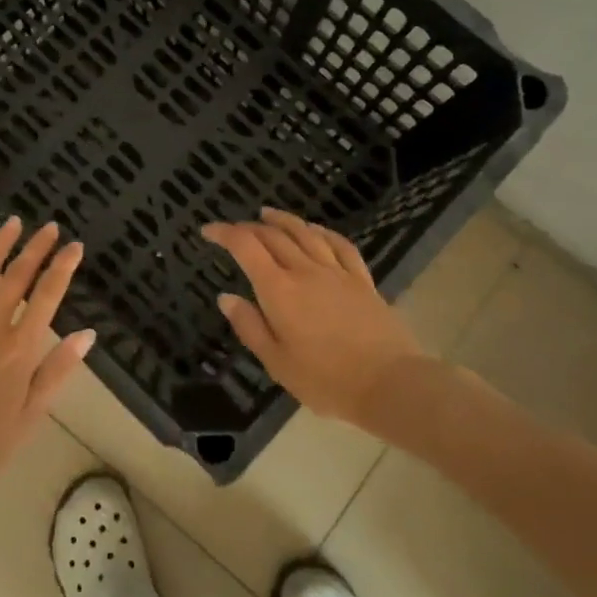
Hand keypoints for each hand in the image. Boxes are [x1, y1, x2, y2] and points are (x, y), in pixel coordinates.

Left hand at [0, 218, 93, 502]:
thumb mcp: (29, 418)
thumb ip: (56, 372)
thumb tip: (87, 335)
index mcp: (19, 350)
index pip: (47, 297)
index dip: (62, 268)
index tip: (74, 245)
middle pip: (16, 278)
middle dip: (35, 249)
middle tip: (48, 226)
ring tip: (12, 223)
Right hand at [202, 208, 433, 431]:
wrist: (388, 383)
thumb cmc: (325, 379)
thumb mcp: (276, 362)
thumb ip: (249, 326)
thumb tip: (226, 297)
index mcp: (279, 290)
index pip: (246, 247)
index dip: (224, 233)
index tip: (208, 231)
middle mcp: (305, 271)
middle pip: (274, 235)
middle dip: (249, 227)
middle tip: (234, 229)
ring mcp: (336, 272)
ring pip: (306, 233)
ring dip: (283, 220)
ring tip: (268, 213)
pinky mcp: (362, 280)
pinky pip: (340, 245)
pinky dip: (323, 232)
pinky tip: (316, 230)